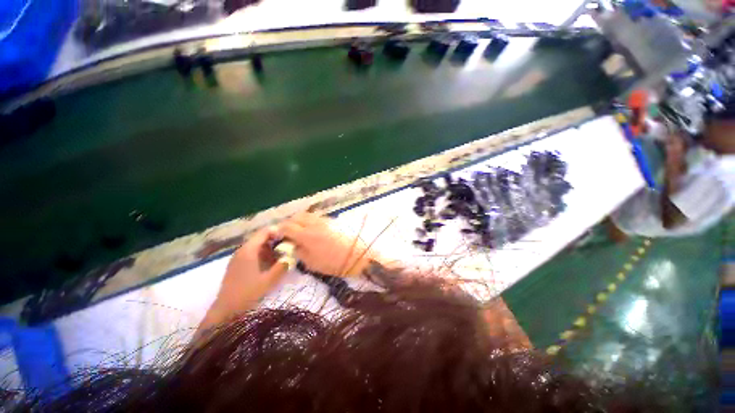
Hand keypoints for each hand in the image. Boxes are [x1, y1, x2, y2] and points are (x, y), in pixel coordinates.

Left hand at [207, 227, 287, 321]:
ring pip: (257, 245)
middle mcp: (242, 250)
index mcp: (248, 250)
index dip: (277, 231)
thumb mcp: (269, 280)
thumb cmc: (247, 293)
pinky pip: (252, 253)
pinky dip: (263, 253)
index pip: (264, 232)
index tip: (290, 235)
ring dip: (270, 247)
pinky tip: (271, 262)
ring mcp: (238, 257)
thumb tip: (292, 255)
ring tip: (282, 253)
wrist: (226, 310)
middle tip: (289, 245)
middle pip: (260, 238)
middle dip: (275, 240)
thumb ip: (282, 266)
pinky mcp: (237, 265)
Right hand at [277, 212, 373, 276]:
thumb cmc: (334, 262)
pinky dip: (310, 221)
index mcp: (307, 235)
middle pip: (296, 216)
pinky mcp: (332, 220)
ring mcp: (324, 220)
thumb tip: (291, 245)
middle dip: (289, 223)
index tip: (278, 237)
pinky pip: (316, 217)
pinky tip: (312, 231)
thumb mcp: (312, 263)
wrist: (358, 255)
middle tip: (288, 234)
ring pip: (306, 215)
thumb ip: (299, 252)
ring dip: (299, 221)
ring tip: (299, 232)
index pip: (287, 226)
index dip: (279, 230)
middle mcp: (314, 223)